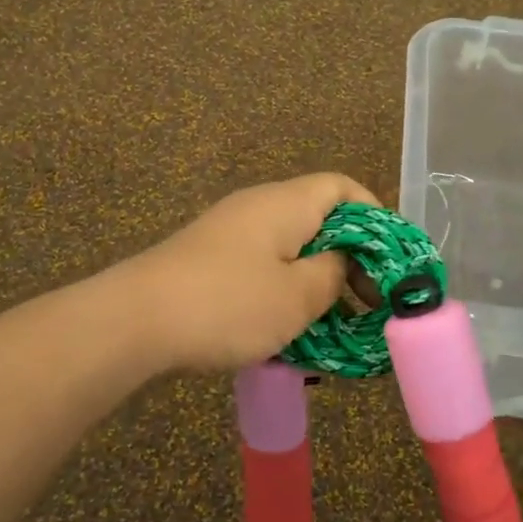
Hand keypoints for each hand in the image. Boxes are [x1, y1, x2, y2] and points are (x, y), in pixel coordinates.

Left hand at [127, 173, 378, 372]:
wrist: (134, 321)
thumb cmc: (228, 304)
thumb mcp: (297, 296)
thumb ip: (332, 275)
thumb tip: (340, 263)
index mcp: (287, 203)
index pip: (343, 187)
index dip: (374, 216)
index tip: (388, 260)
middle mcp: (259, 207)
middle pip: (319, 219)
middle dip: (348, 260)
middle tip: (367, 305)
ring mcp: (230, 233)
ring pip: (291, 249)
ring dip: (316, 283)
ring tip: (332, 328)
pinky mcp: (209, 261)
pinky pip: (262, 268)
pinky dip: (284, 293)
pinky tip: (287, 335)